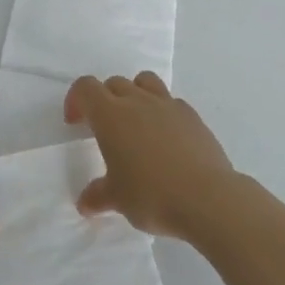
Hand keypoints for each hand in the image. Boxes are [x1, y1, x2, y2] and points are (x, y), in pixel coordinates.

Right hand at [65, 72, 235, 239]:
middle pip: (114, 83)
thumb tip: (85, 203)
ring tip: (136, 122)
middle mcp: (137, 101)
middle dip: (104, 99)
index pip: (85, 88)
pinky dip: (162, 112)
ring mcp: (167, 104)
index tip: (76, 124)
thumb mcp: (118, 200)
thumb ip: (98, 196)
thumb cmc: (152, 195)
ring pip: (144, 81)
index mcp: (110, 115)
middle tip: (105, 129)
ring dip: (134, 94)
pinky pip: (171, 101)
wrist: (208, 198)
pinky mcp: (192, 115)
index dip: (76, 100)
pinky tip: (166, 138)